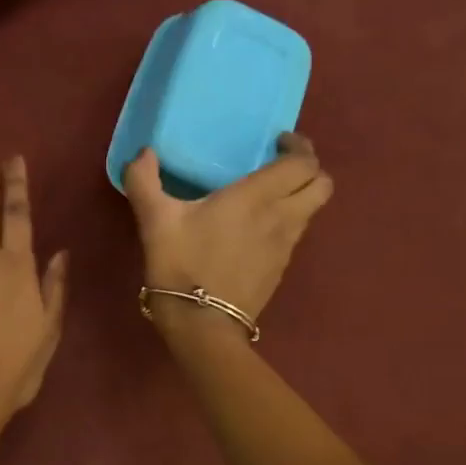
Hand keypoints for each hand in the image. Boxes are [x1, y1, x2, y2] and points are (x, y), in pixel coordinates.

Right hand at [122, 133, 332, 335]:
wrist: (201, 323)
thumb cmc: (181, 263)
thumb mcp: (154, 219)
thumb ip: (144, 181)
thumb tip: (144, 153)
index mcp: (257, 197)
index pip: (303, 163)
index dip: (299, 146)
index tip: (278, 141)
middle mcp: (281, 217)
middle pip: (322, 185)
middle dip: (310, 169)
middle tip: (281, 164)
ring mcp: (285, 246)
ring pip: (312, 210)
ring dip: (300, 195)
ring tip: (269, 194)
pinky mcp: (281, 269)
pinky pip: (296, 234)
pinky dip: (288, 220)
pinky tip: (257, 227)